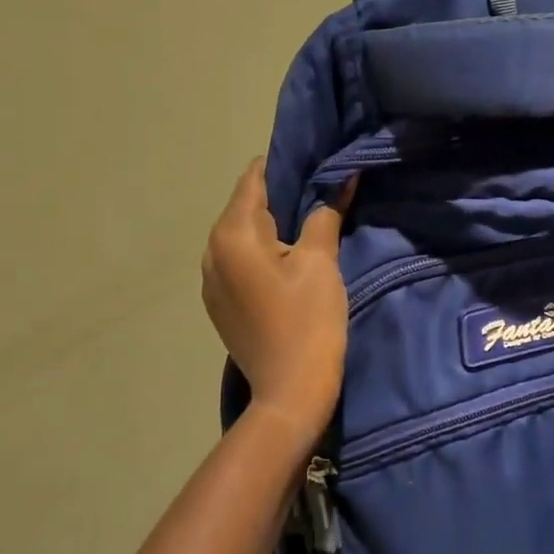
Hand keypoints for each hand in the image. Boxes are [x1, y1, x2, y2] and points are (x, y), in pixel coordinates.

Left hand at [202, 159, 350, 441]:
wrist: (290, 392)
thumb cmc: (308, 320)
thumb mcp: (321, 261)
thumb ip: (325, 213)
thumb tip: (342, 177)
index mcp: (232, 234)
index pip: (254, 178)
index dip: (285, 165)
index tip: (316, 161)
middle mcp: (211, 250)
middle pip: (245, 205)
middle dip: (281, 195)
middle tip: (321, 192)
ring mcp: (211, 279)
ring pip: (242, 234)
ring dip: (272, 226)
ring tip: (309, 225)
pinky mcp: (219, 302)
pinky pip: (239, 260)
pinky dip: (262, 251)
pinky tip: (289, 261)